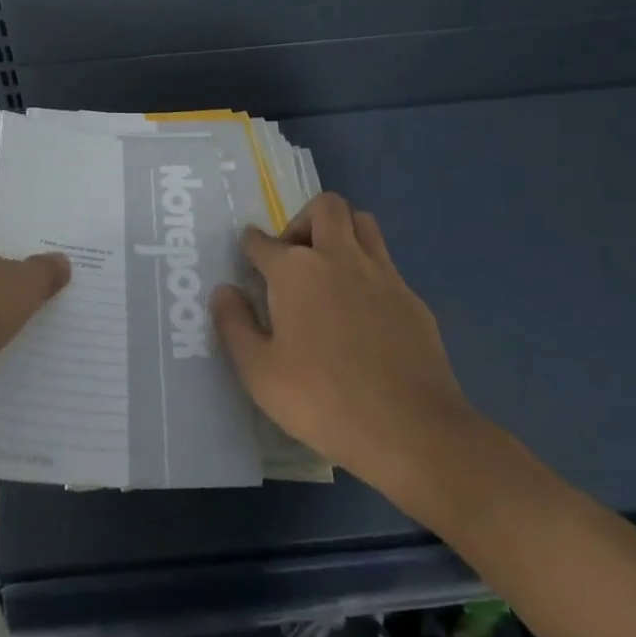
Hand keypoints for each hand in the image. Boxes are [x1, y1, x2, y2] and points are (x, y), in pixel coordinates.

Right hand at [212, 193, 475, 508]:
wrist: (412, 430)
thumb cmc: (324, 401)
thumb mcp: (260, 374)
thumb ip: (234, 326)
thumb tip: (224, 291)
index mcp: (296, 271)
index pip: (263, 241)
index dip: (250, 245)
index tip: (248, 257)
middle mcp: (338, 257)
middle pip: (324, 207)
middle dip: (303, 220)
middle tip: (293, 259)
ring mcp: (381, 273)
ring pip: (361, 222)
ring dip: (341, 232)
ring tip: (329, 269)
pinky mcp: (411, 297)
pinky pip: (385, 262)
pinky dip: (368, 270)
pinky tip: (363, 309)